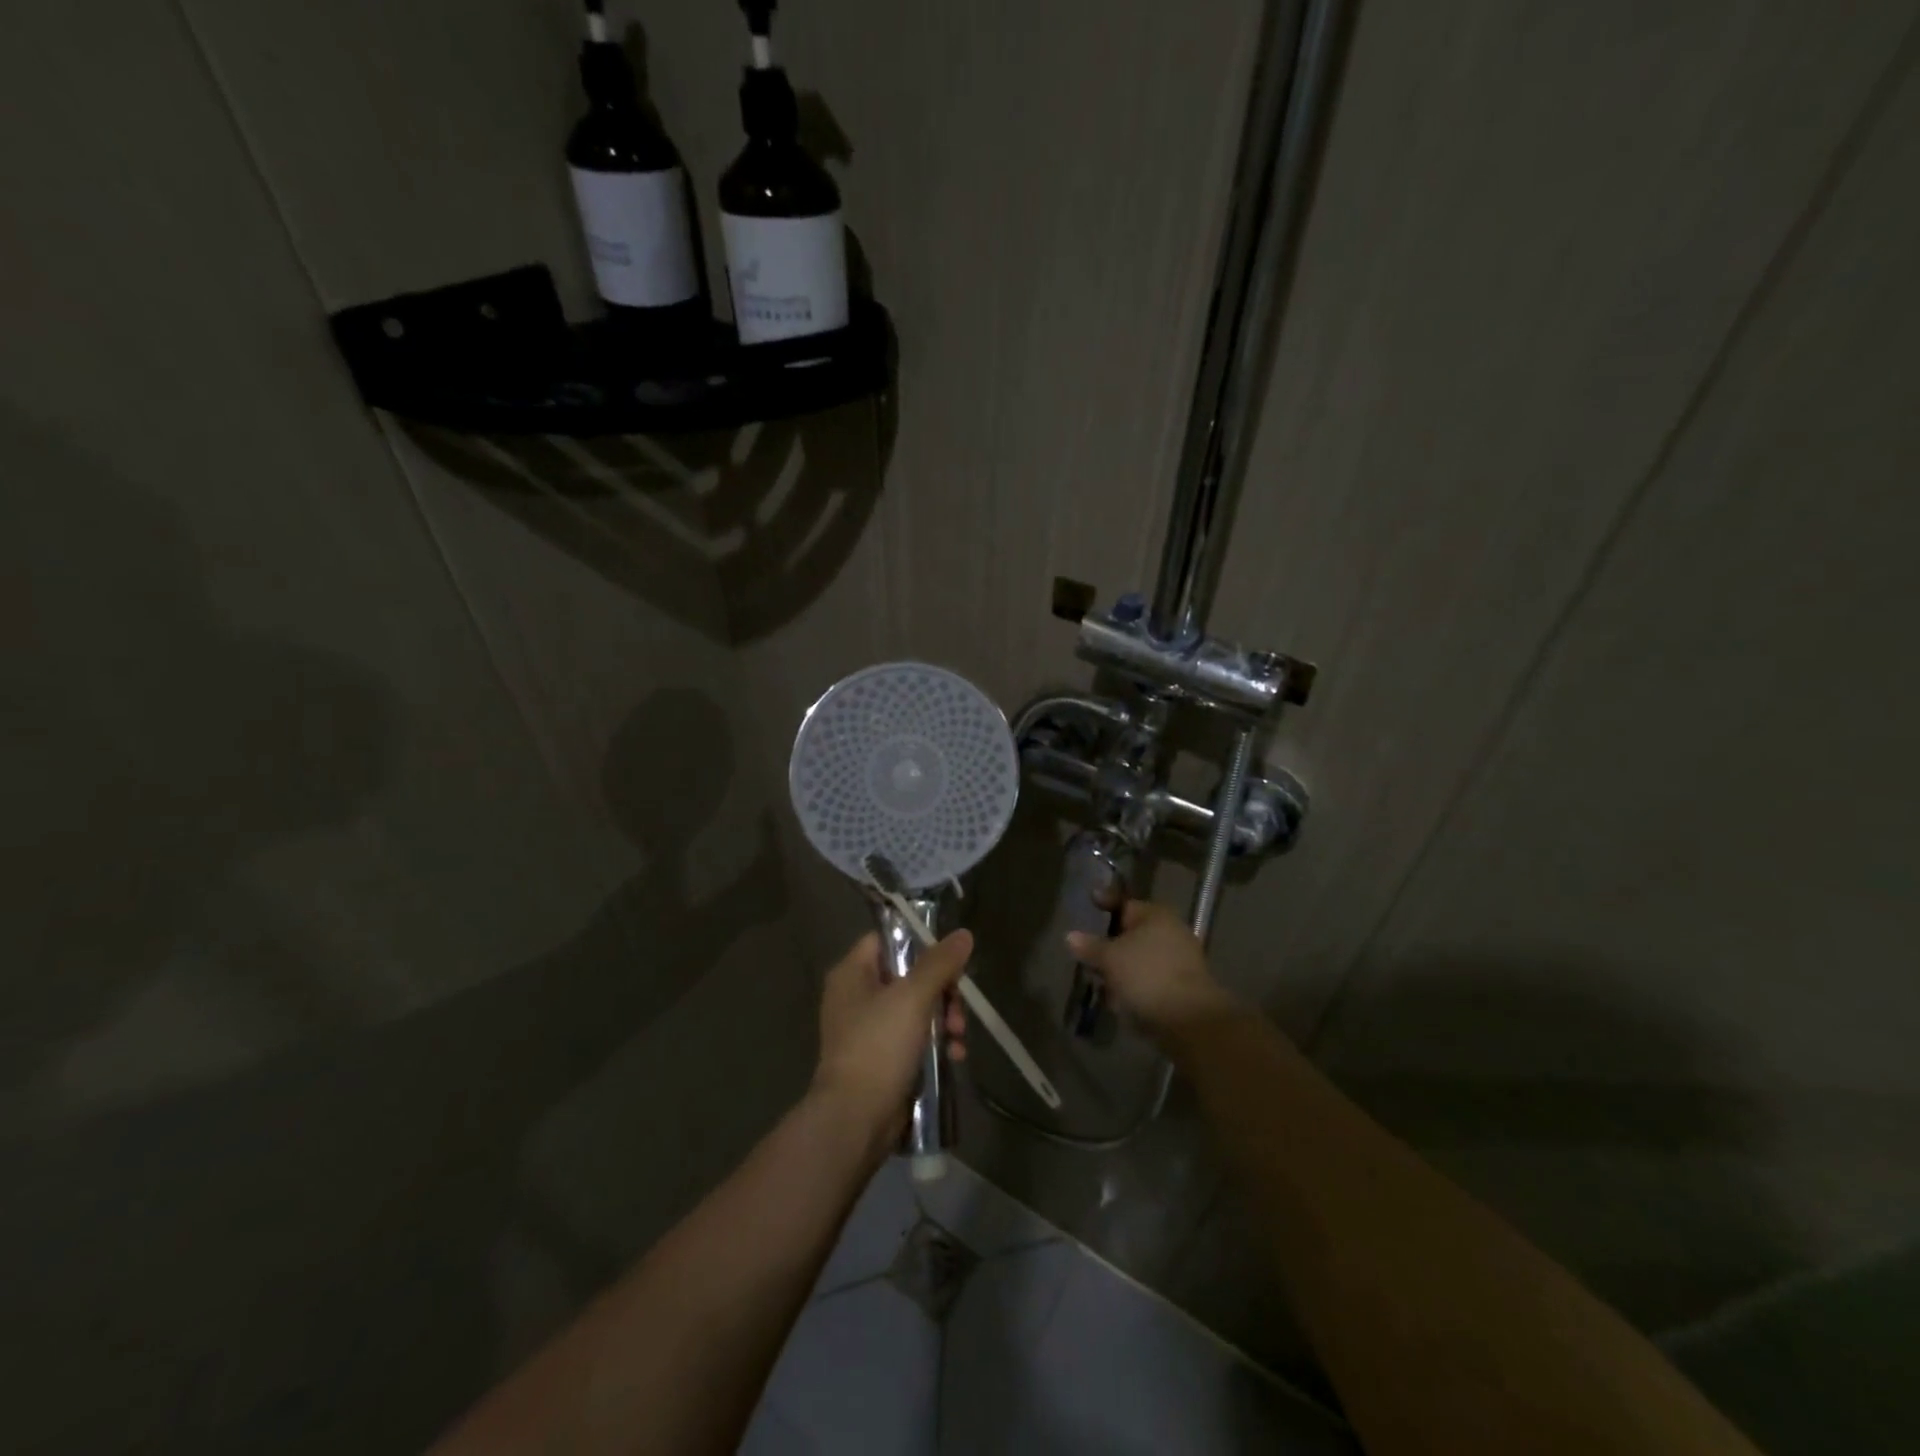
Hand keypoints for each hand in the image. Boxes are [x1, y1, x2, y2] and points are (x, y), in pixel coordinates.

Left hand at [812, 930, 970, 1149]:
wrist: (856, 1119)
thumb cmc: (879, 1046)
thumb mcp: (913, 997)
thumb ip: (939, 963)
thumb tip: (963, 934)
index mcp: (852, 973)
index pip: (887, 940)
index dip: (919, 943)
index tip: (950, 958)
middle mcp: (856, 997)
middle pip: (909, 976)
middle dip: (942, 992)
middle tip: (959, 1009)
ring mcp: (868, 1030)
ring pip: (916, 1009)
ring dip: (944, 1020)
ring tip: (960, 1037)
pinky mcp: (882, 1059)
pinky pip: (914, 1039)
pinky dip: (936, 1044)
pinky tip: (955, 1057)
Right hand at [1066, 900, 1233, 1038]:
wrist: (1190, 1020)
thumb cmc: (1147, 975)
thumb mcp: (1110, 958)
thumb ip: (1090, 946)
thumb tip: (1071, 936)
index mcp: (1156, 915)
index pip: (1124, 903)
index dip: (1104, 902)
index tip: (1090, 902)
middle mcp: (1171, 932)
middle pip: (1132, 933)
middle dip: (1109, 944)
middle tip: (1087, 954)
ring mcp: (1179, 961)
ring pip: (1140, 959)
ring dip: (1120, 969)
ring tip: (1099, 982)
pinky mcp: (1182, 988)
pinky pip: (1150, 980)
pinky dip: (1134, 987)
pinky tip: (1118, 1000)